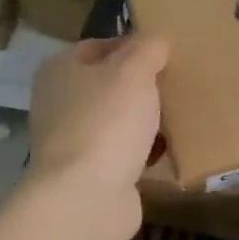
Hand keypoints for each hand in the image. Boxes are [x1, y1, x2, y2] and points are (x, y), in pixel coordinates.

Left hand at [26, 33, 168, 239]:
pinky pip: (122, 152)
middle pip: (108, 84)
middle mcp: (59, 101)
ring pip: (116, 119)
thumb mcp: (134, 71)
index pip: (101, 45)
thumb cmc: (107, 121)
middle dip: (142, 85)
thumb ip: (148, 49)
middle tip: (177, 84)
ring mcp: (71, 140)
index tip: (167, 55)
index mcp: (60, 69)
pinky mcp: (88, 172)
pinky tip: (168, 150)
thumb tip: (156, 42)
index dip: (134, 46)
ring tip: (179, 115)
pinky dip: (142, 151)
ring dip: (143, 119)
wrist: (86, 197)